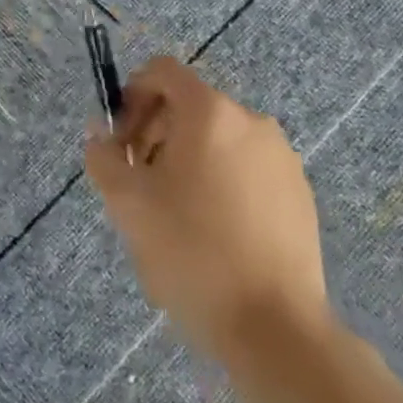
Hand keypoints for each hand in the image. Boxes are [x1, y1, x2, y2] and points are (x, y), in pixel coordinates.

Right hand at [85, 58, 330, 373]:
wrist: (277, 331)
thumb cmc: (192, 252)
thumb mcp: (126, 202)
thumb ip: (103, 156)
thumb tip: (101, 137)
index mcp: (210, 111)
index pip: (162, 71)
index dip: (131, 96)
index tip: (121, 142)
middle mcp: (252, 122)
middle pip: (190, 105)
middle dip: (156, 132)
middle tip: (140, 181)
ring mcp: (282, 159)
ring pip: (219, 139)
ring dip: (188, 159)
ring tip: (175, 212)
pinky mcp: (301, 196)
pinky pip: (248, 169)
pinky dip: (222, 182)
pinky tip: (213, 233)